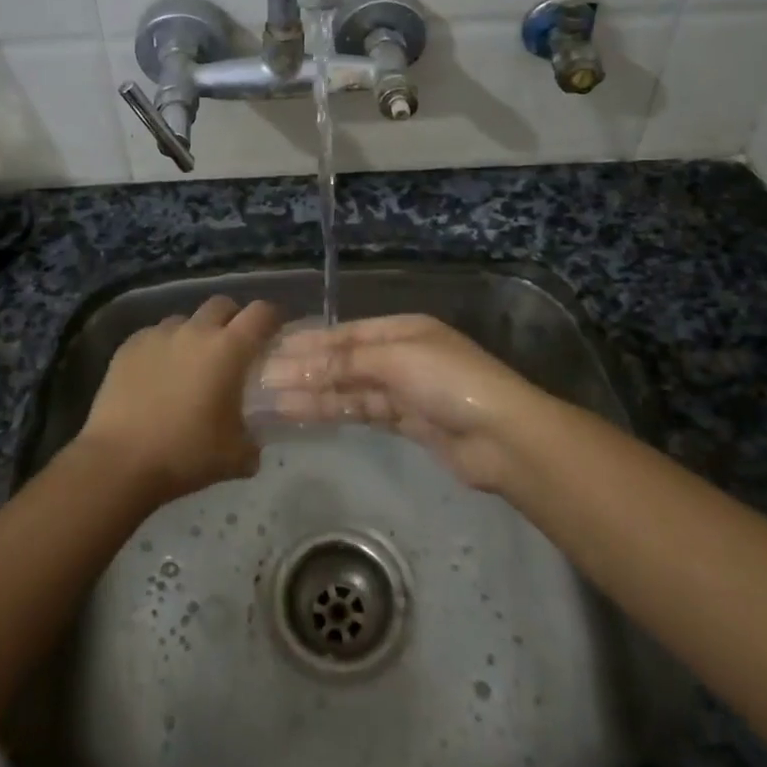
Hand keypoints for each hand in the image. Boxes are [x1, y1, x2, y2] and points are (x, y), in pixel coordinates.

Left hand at [78, 296, 283, 502]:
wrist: (119, 461)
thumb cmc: (185, 454)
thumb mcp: (235, 458)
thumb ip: (252, 442)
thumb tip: (253, 442)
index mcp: (229, 350)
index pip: (261, 313)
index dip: (272, 318)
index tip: (274, 332)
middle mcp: (196, 331)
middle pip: (222, 304)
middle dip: (232, 319)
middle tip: (233, 346)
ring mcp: (159, 335)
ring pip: (186, 319)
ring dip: (195, 333)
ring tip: (191, 363)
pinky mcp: (129, 345)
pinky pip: (155, 335)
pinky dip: (164, 347)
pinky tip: (157, 375)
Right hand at [255, 314, 549, 491]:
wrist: (502, 438)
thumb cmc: (449, 382)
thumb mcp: (395, 361)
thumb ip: (345, 363)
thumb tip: (297, 363)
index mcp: (403, 329)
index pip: (347, 334)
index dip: (311, 342)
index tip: (274, 350)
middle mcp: (401, 355)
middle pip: (345, 361)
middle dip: (307, 369)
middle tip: (264, 379)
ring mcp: (405, 390)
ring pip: (350, 389)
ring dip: (314, 393)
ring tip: (274, 400)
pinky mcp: (408, 423)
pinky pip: (363, 412)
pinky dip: (335, 412)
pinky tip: (305, 414)